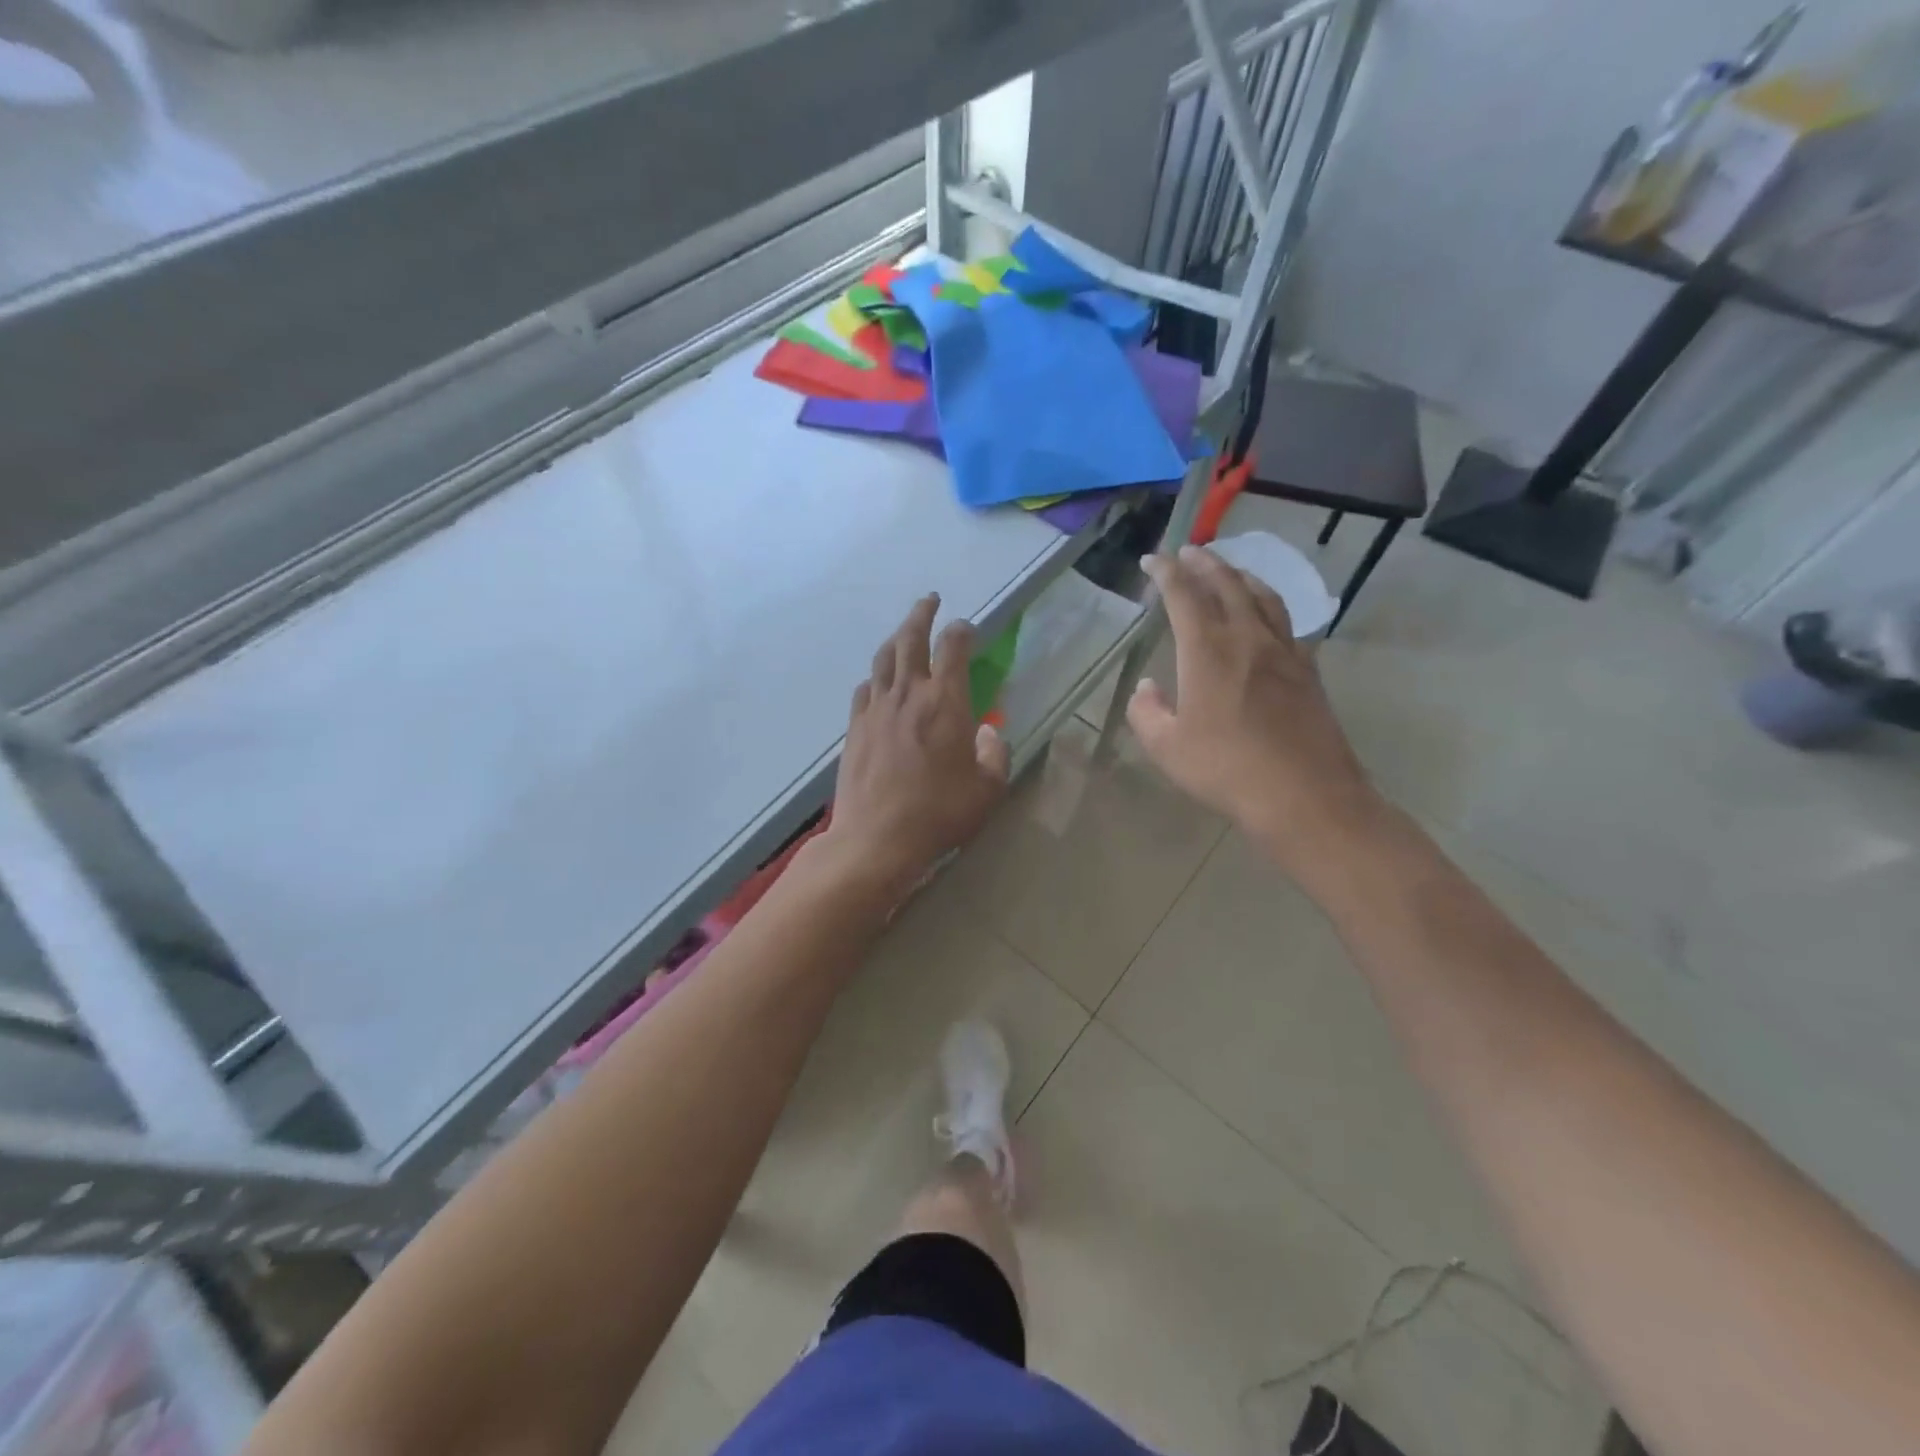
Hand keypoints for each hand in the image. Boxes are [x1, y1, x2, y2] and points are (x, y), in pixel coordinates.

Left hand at [823, 594, 1009, 896]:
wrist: (877, 838)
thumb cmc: (939, 813)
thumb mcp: (987, 789)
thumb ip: (994, 754)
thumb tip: (987, 731)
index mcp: (946, 701)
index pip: (953, 647)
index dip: (962, 630)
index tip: (967, 628)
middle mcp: (909, 694)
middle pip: (911, 638)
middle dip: (922, 614)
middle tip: (930, 600)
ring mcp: (877, 708)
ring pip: (884, 658)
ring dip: (896, 637)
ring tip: (905, 632)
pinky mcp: (855, 727)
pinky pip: (865, 688)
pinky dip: (876, 676)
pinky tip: (879, 681)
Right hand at [1127, 545, 1379, 873]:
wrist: (1303, 794)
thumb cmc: (1225, 769)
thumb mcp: (1166, 747)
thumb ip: (1147, 712)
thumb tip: (1148, 688)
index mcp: (1207, 650)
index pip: (1183, 595)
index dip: (1166, 572)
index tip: (1152, 559)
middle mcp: (1247, 638)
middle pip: (1227, 584)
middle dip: (1204, 563)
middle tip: (1189, 551)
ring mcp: (1284, 652)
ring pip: (1263, 597)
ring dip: (1241, 576)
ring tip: (1229, 570)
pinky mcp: (1308, 671)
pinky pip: (1287, 623)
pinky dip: (1270, 606)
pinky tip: (1267, 616)